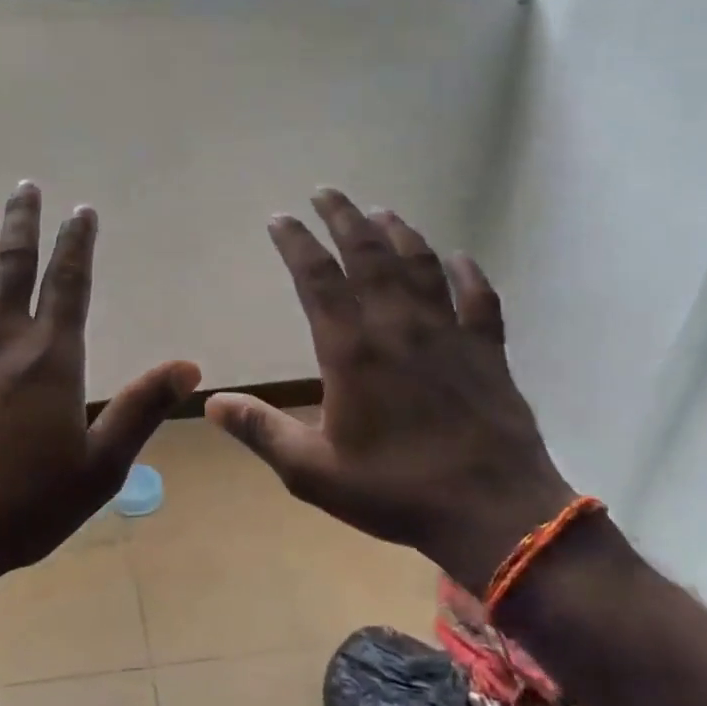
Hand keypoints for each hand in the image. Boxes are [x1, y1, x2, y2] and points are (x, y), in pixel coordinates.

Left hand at [0, 182, 199, 608]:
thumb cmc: (19, 508)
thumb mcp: (98, 469)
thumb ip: (141, 410)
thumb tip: (189, 367)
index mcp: (48, 356)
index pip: (69, 282)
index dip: (78, 242)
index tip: (82, 210)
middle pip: (12, 263)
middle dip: (22, 221)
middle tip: (25, 186)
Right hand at [205, 189, 572, 593]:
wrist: (495, 514)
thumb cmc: (396, 490)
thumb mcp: (312, 471)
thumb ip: (260, 431)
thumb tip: (211, 403)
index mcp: (352, 350)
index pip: (317, 279)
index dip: (296, 243)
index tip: (280, 218)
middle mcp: (398, 326)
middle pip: (368, 255)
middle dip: (344, 218)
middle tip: (328, 191)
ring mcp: (448, 333)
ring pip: (420, 265)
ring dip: (399, 233)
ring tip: (380, 211)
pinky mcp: (487, 350)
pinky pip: (479, 298)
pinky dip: (468, 273)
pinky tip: (459, 258)